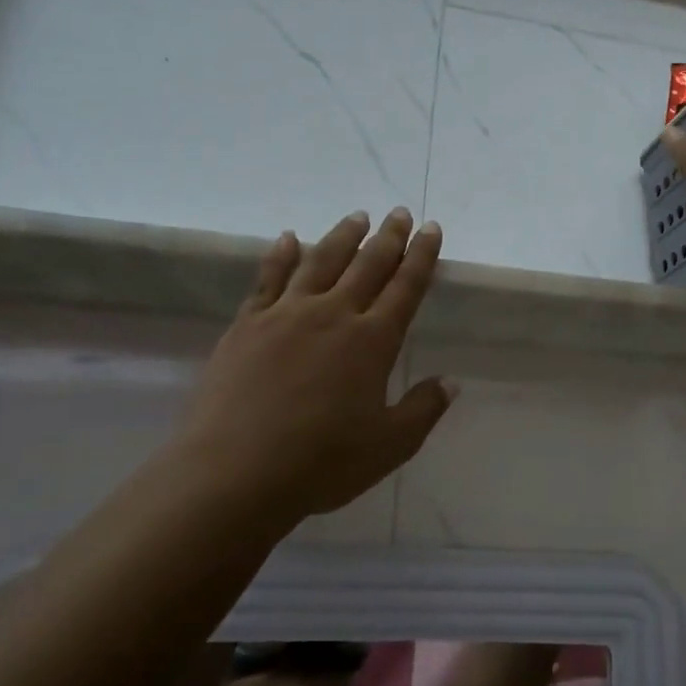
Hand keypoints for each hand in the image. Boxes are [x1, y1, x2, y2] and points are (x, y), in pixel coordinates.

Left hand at [176, 207, 455, 521]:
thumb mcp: (389, 445)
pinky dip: (281, 255)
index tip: (431, 228)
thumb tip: (452, 382)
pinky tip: (288, 238)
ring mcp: (286, 315)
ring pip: (321, 261)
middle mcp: (333, 315)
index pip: (405, 287)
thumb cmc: (321, 462)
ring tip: (357, 216)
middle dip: (388, 237)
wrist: (234, 473)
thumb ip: (423, 409)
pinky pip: (269, 279)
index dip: (421, 256)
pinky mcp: (247, 325)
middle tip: (399, 213)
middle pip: (367, 264)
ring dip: (342, 236)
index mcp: (372, 341)